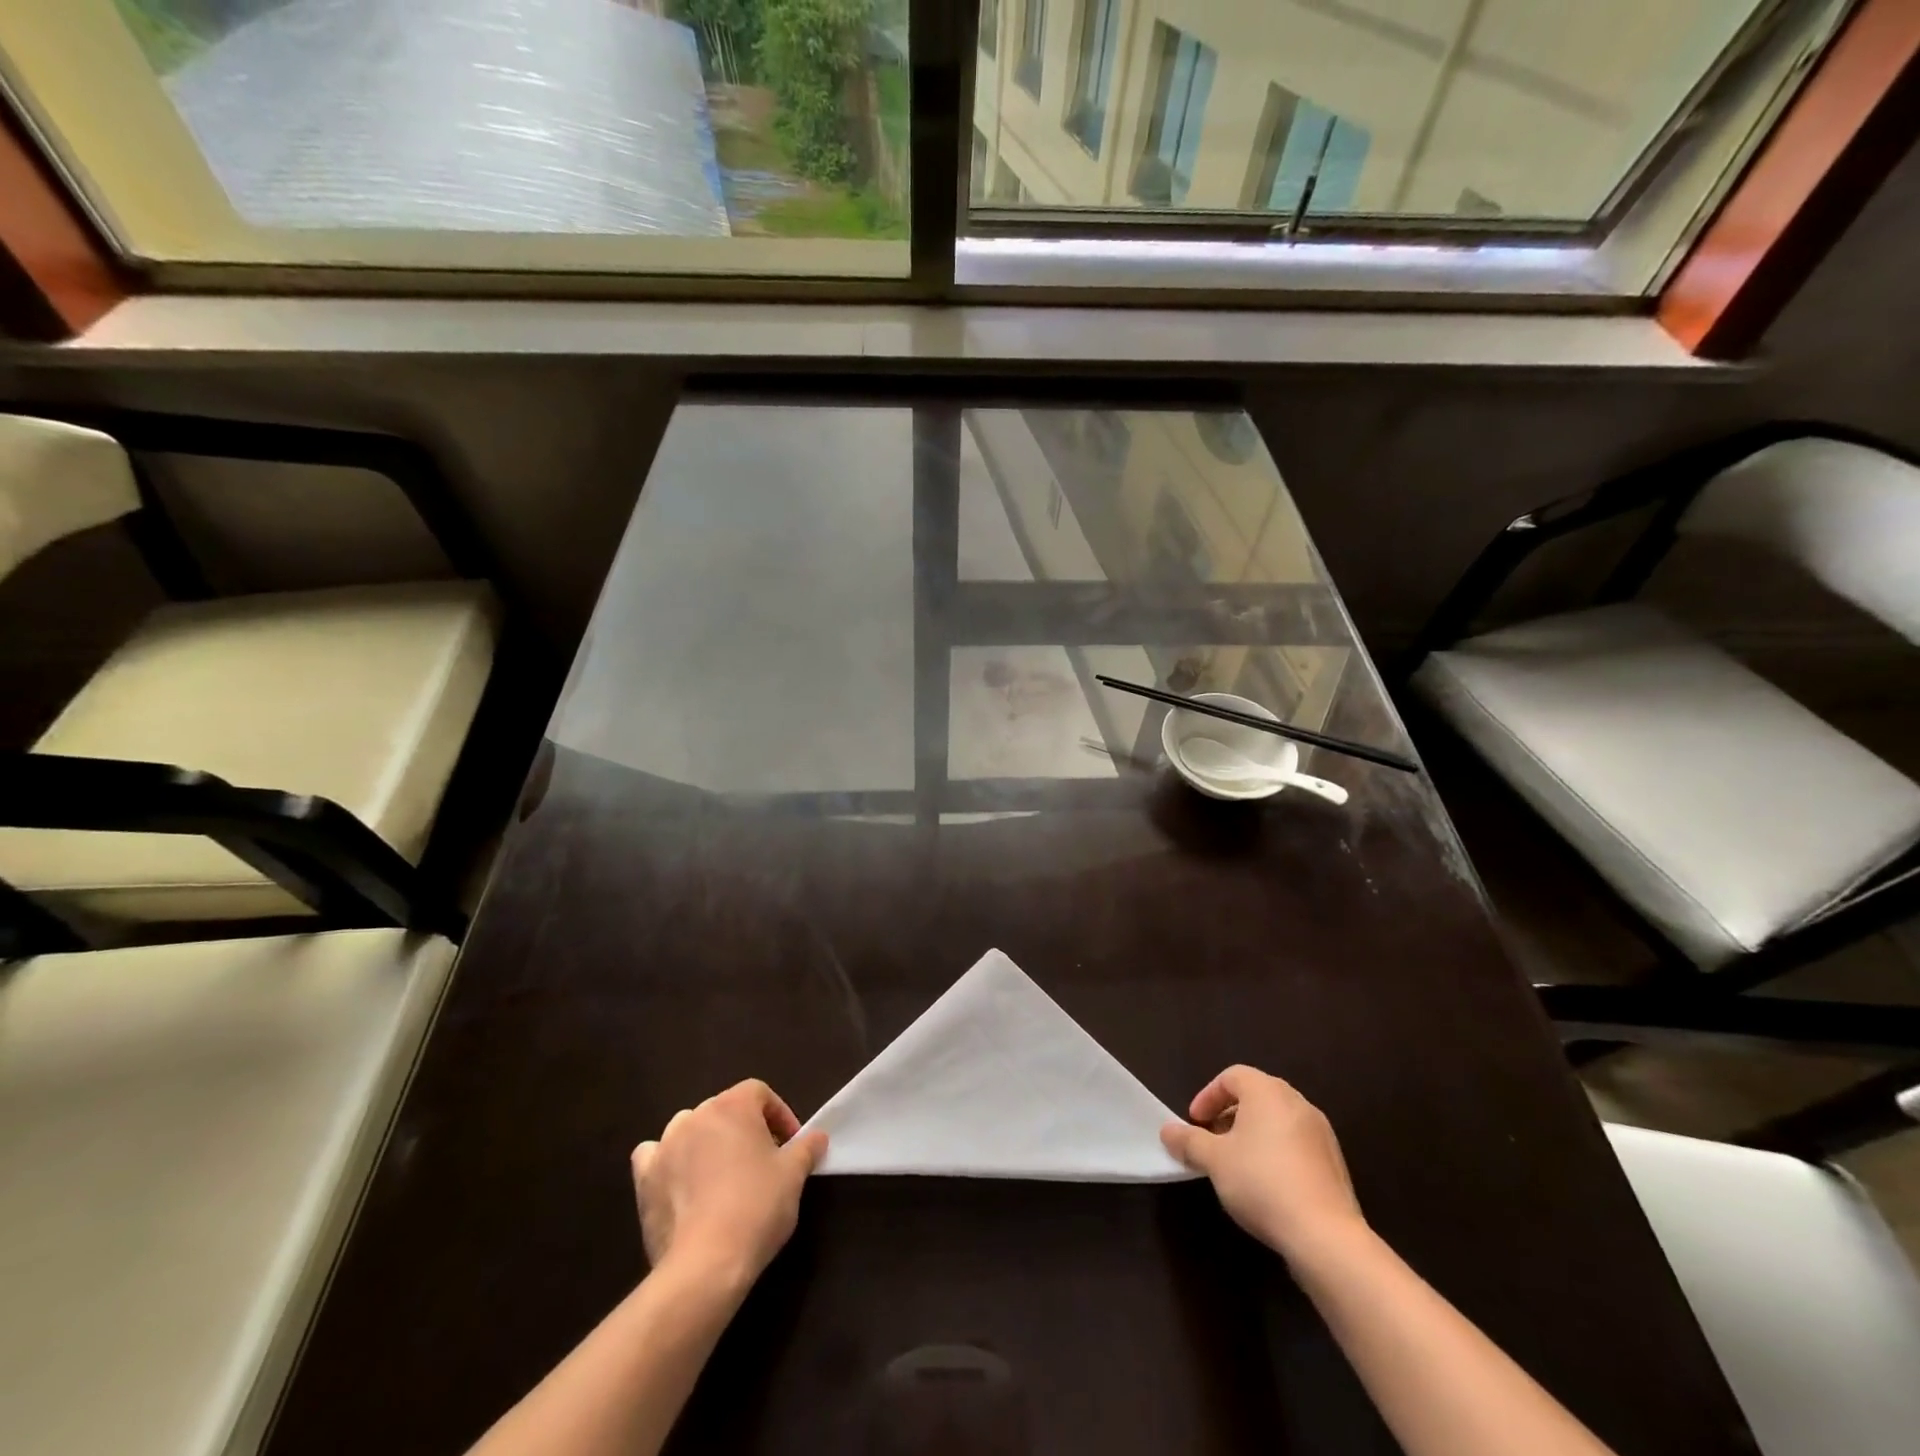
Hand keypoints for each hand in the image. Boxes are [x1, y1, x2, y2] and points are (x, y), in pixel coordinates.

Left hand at [631, 1080, 826, 1292]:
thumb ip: (807, 1148)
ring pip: (690, 1129)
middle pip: (725, 1110)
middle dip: (745, 1130)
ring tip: (723, 1175)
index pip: (759, 1093)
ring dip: (707, 1143)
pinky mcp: (644, 1179)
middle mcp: (696, 1115)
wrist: (705, 1263)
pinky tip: (680, 1183)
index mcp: (733, 1106)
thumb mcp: (794, 1175)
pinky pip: (654, 1156)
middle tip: (762, 1162)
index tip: (791, 1144)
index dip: (778, 1114)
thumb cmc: (756, 1207)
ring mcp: (665, 1146)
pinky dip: (667, 1162)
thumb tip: (818, 1137)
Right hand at [1161, 1065, 1366, 1263]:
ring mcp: (1321, 1133)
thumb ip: (1188, 1141)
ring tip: (1237, 1165)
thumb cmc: (1261, 1182)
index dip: (1208, 1096)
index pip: (1231, 1076)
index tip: (1195, 1123)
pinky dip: (1276, 1153)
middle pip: (1256, 1096)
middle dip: (1229, 1115)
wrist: (1325, 1235)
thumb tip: (1167, 1131)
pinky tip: (1267, 1185)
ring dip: (1252, 1135)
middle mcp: (1297, 1102)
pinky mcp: (1334, 1163)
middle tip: (1212, 1141)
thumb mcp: (1214, 1161)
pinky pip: (1296, 1145)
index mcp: (1267, 1091)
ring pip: (1277, 1121)